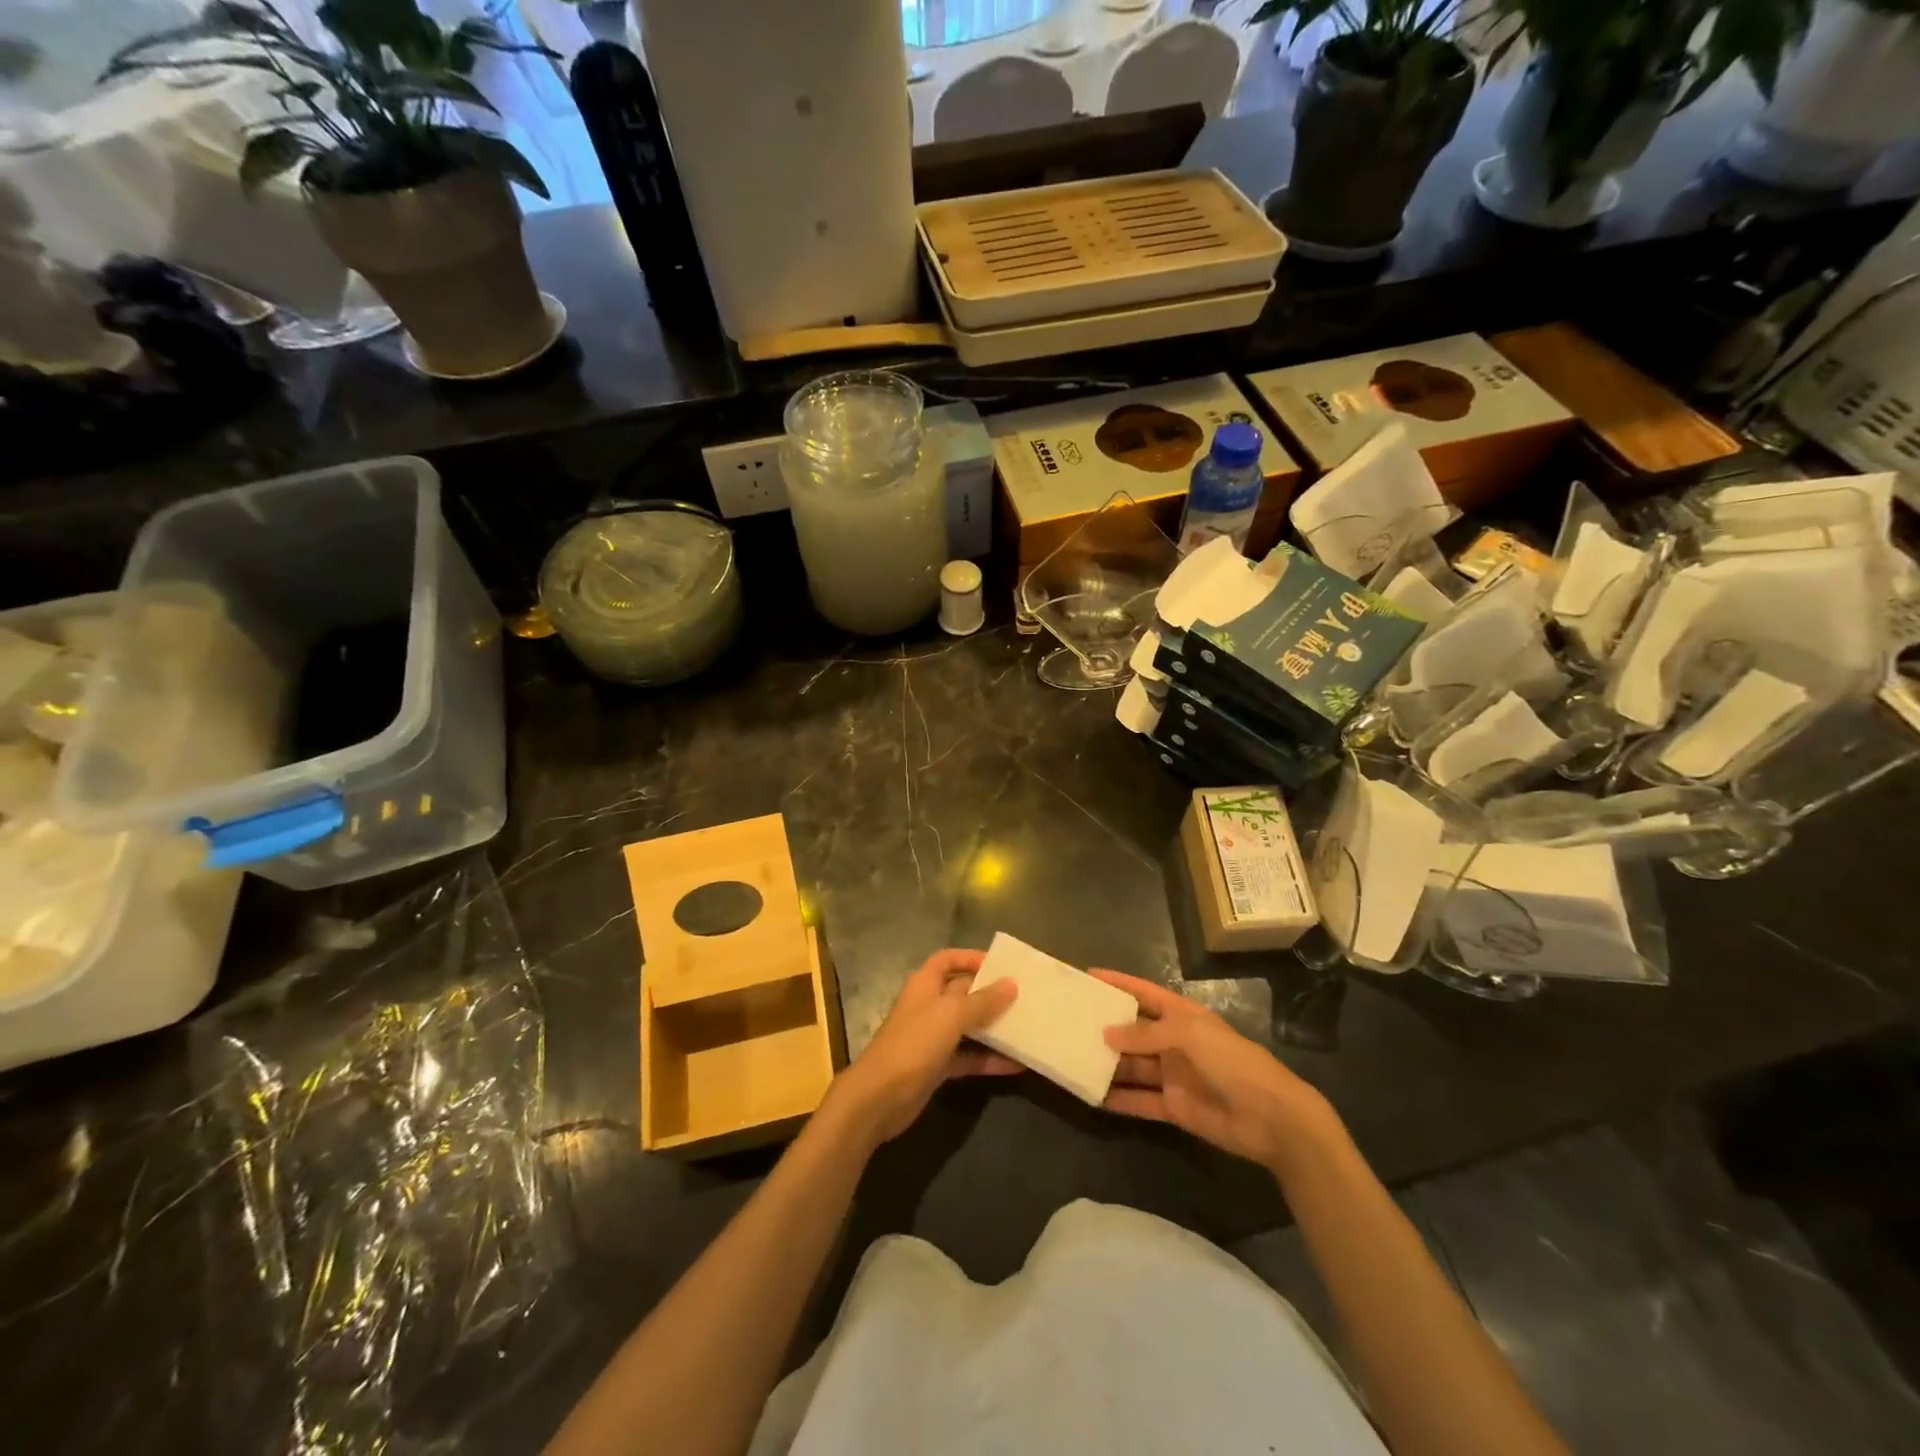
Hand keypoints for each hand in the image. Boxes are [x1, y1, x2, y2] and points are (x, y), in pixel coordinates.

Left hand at [827, 949, 1021, 1146]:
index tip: (1000, 965)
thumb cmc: (914, 1043)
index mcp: (925, 985)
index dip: (970, 958)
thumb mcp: (951, 1015)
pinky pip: (968, 1058)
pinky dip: (989, 1060)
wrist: (880, 1097)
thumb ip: (983, 1000)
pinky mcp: (937, 1067)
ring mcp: (932, 1038)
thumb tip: (1011, 983)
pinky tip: (1016, 1065)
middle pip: (962, 993)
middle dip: (989, 994)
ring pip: (968, 1026)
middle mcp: (928, 1007)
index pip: (947, 960)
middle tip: (1024, 997)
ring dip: (993, 1027)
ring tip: (1026, 1027)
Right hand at [1095, 969, 1336, 1173]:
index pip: (1144, 993)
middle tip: (1069, 1023)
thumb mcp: (1189, 1035)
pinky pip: (1139, 1100)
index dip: (1119, 983)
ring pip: (1132, 1066)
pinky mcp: (1174, 1107)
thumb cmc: (1232, 1061)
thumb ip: (1146, 1033)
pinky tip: (1092, 1096)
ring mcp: (1173, 1075)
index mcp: (1182, 1015)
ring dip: (1107, 1064)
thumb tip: (1108, 1034)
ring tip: (1073, 1059)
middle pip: (1134, 1031)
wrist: (1271, 1118)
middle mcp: (1174, 1042)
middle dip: (1106, 1027)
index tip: (1089, 976)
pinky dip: (1118, 1099)